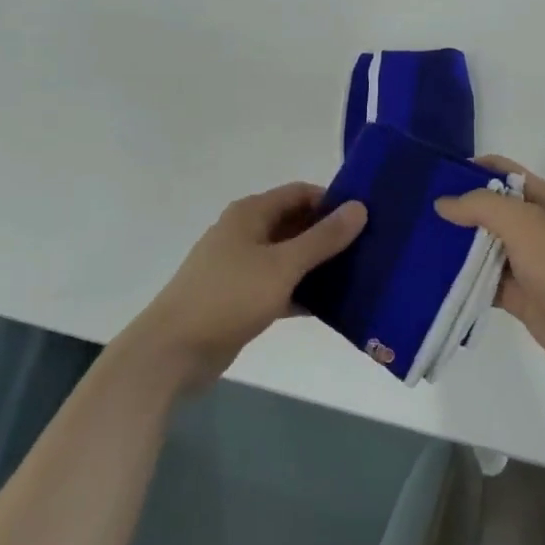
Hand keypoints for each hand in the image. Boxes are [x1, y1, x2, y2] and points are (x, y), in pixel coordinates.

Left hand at [125, 182, 365, 389]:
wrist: (173, 351)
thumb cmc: (228, 297)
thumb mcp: (282, 265)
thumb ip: (322, 238)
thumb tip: (359, 207)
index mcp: (251, 214)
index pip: (300, 193)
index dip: (333, 201)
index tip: (368, 218)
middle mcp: (245, 233)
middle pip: (296, 223)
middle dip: (329, 234)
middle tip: (371, 248)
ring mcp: (241, 267)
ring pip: (289, 257)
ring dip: (319, 265)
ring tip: (360, 275)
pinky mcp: (241, 298)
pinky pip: (280, 286)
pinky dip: (303, 292)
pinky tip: (333, 306)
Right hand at [435, 157, 544, 385]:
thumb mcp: (526, 224)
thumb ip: (483, 206)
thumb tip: (444, 203)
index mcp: (543, 199)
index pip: (502, 171)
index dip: (469, 170)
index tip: (432, 177)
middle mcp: (533, 226)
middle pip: (488, 210)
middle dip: (456, 210)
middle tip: (414, 213)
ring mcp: (526, 262)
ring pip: (482, 247)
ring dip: (454, 246)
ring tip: (414, 244)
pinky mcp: (518, 294)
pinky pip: (482, 281)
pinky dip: (461, 280)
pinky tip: (431, 279)